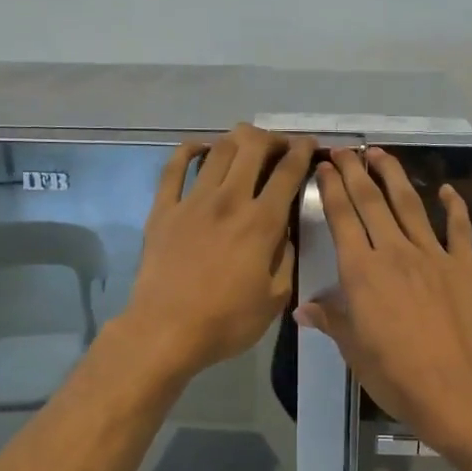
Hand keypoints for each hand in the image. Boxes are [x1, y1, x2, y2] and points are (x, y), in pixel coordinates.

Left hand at [123, 125, 316, 377]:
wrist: (165, 331)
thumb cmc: (226, 322)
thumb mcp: (274, 299)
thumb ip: (286, 259)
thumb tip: (286, 233)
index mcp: (261, 223)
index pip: (287, 172)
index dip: (301, 151)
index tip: (308, 144)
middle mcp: (229, 200)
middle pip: (252, 147)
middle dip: (271, 138)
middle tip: (278, 146)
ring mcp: (192, 201)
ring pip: (218, 151)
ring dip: (236, 140)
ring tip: (245, 144)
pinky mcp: (163, 209)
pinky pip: (174, 168)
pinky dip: (188, 150)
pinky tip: (199, 147)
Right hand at [295, 148, 471, 453]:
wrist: (453, 388)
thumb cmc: (394, 373)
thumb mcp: (353, 348)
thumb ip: (330, 320)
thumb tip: (302, 309)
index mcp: (361, 271)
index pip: (342, 218)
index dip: (332, 189)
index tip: (325, 167)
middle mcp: (394, 252)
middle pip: (371, 202)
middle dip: (356, 172)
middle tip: (346, 150)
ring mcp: (432, 255)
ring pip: (410, 205)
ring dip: (394, 176)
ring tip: (381, 154)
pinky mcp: (463, 266)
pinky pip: (458, 229)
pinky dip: (454, 207)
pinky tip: (447, 190)